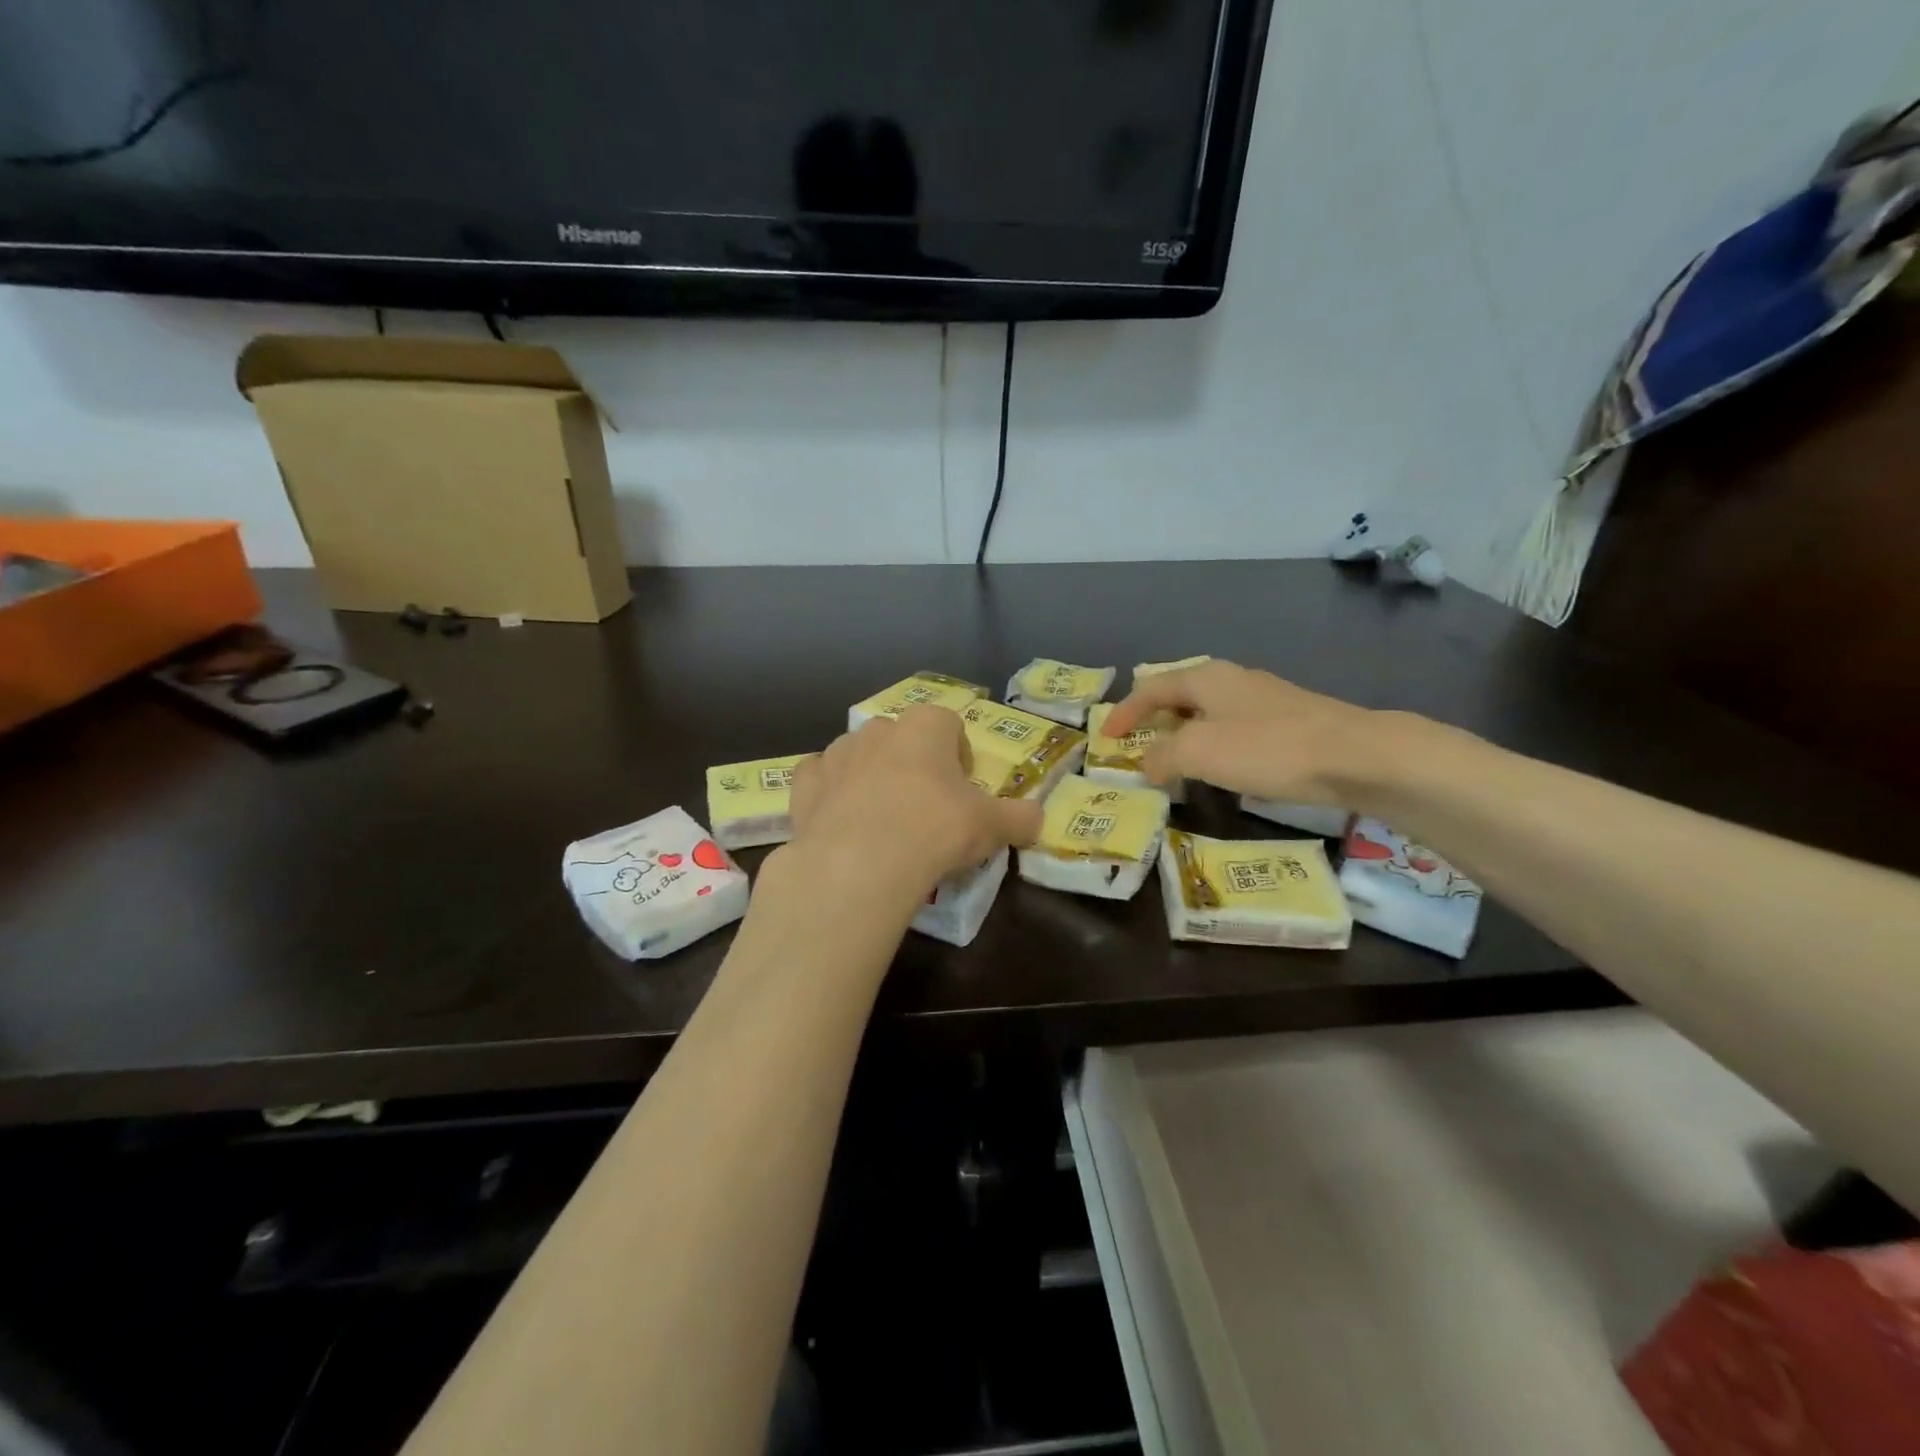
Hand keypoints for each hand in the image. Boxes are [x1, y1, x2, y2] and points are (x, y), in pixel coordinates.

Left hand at [788, 706, 1042, 894]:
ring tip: (883, 821)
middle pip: (903, 738)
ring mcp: (837, 754)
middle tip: (926, 808)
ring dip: (871, 776)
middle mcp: (879, 729)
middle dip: (914, 764)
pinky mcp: (805, 785)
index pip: (949, 725)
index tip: (964, 790)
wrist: (860, 863)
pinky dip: (830, 793)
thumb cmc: (935, 830)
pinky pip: (820, 779)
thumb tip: (1038, 818)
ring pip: (859, 756)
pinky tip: (841, 821)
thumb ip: (1020, 818)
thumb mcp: (992, 826)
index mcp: (926, 726)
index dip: (959, 755)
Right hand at [1102, 659, 1386, 804]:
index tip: (1106, 738)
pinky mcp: (1288, 720)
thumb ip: (1162, 756)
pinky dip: (1212, 744)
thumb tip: (1145, 763)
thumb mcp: (1199, 753)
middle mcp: (1232, 679)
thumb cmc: (1266, 748)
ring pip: (1207, 712)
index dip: (1124, 712)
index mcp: (1205, 677)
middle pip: (1179, 695)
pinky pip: (1233, 727)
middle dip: (1153, 718)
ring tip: (1171, 760)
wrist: (1355, 756)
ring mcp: (1263, 698)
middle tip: (1135, 744)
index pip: (1150, 688)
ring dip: (1183, 733)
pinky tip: (1220, 766)